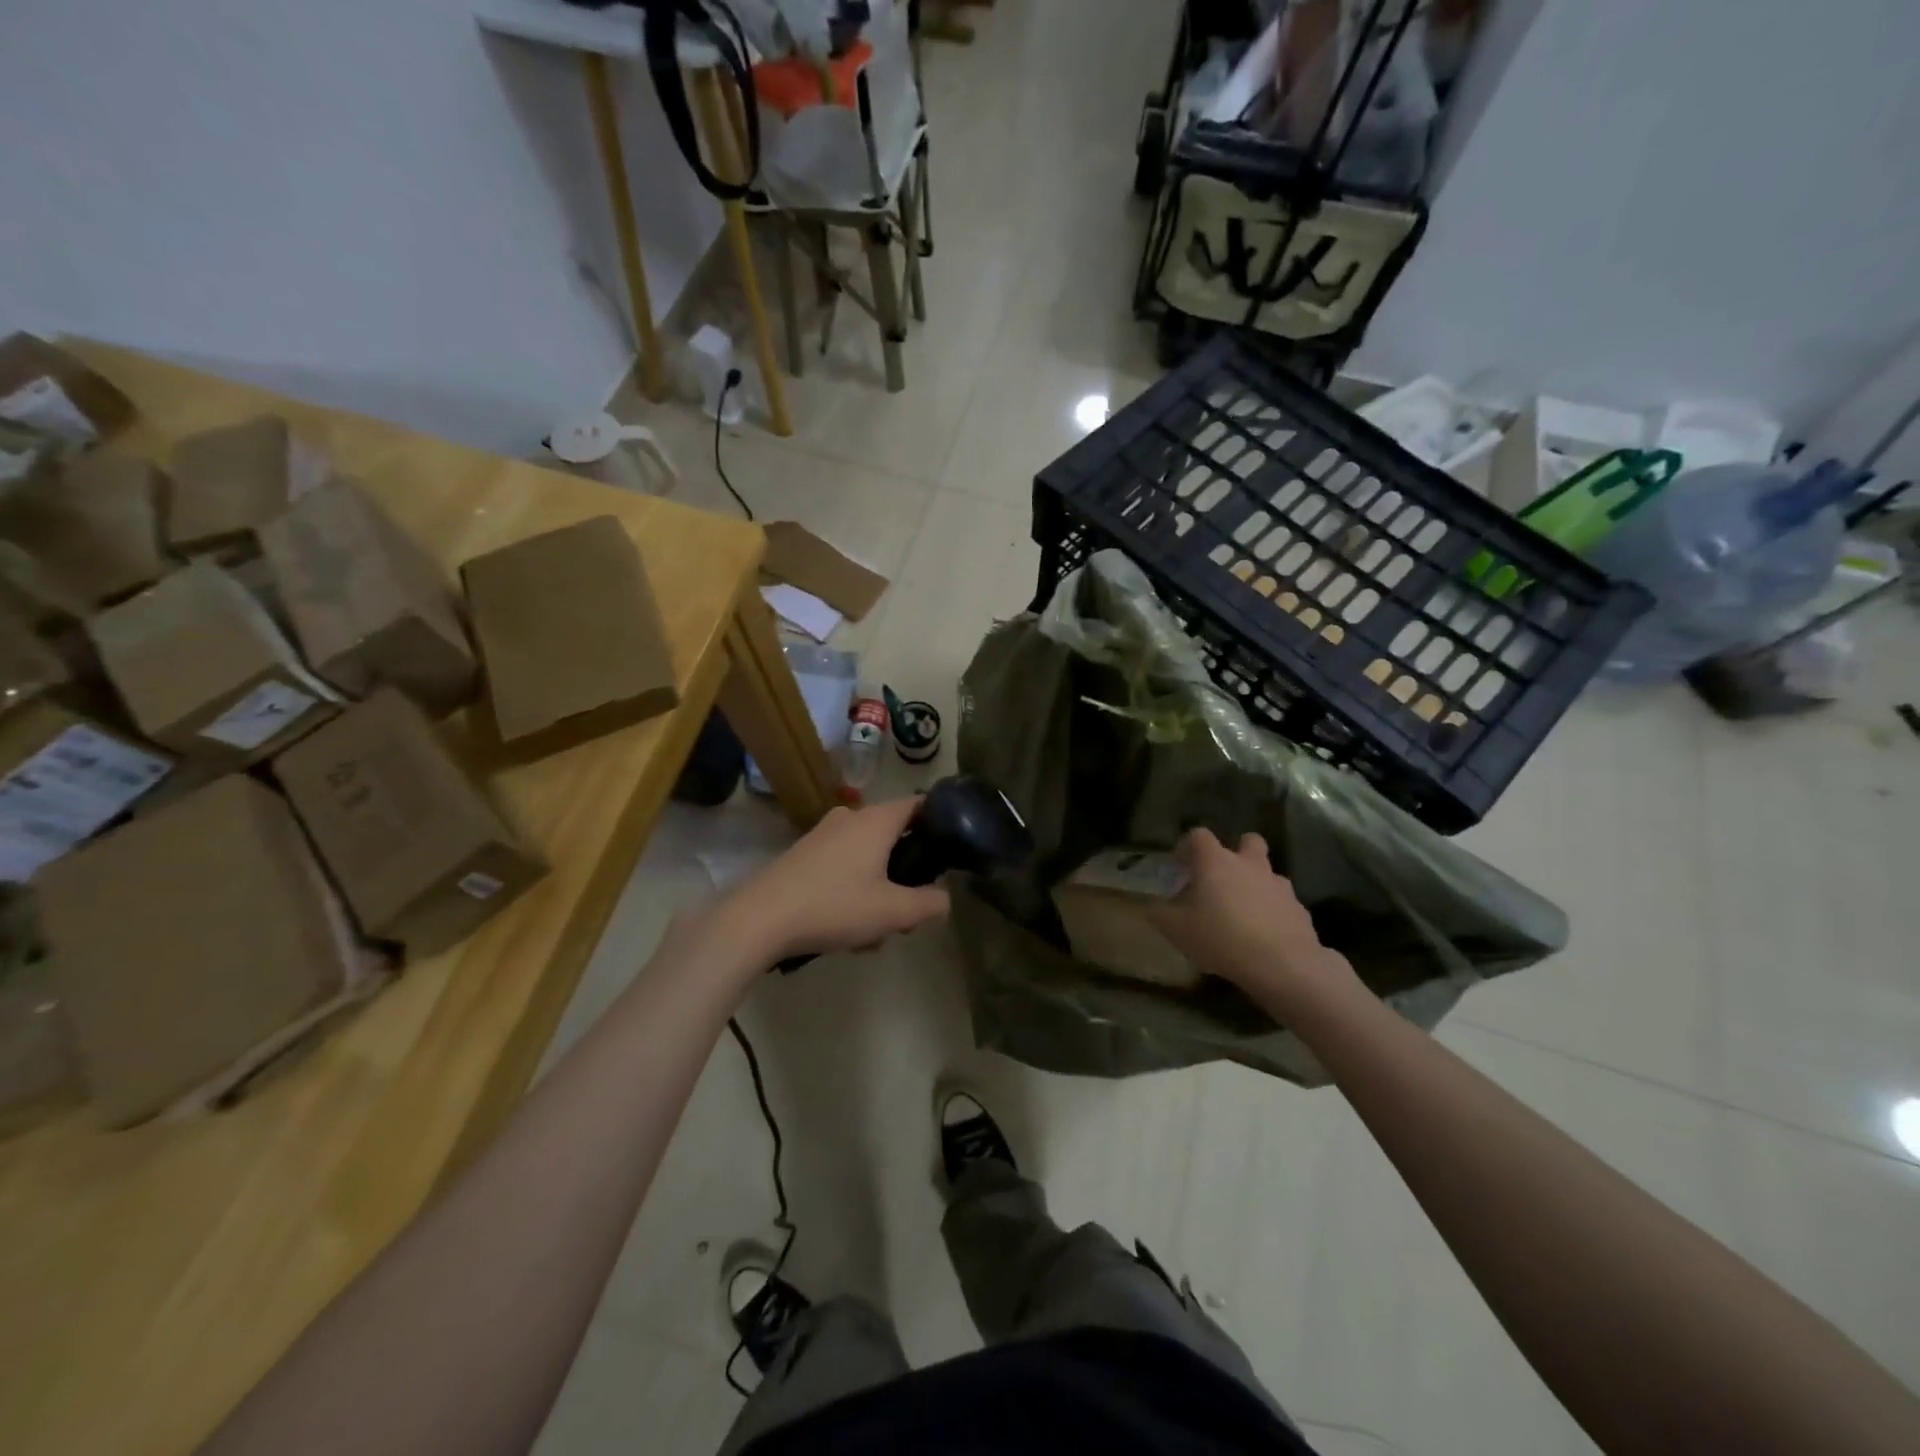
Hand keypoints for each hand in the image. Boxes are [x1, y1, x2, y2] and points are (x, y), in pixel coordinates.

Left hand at [724, 797, 950, 963]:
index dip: (940, 821)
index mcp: (876, 820)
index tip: (952, 847)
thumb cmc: (834, 905)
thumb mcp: (893, 911)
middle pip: (893, 834)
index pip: (919, 804)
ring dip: (879, 887)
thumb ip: (929, 904)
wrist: (760, 919)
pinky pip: (843, 865)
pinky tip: (847, 928)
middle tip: (911, 906)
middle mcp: (850, 817)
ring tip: (875, 931)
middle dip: (907, 870)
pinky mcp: (803, 854)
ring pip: (867, 855)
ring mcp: (823, 834)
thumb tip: (945, 898)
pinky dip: (853, 889)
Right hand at [1150, 828, 1359, 1013]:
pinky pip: (1282, 902)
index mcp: (1216, 862)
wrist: (1282, 964)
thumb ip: (1161, 913)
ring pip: (1267, 873)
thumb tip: (1154, 906)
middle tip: (1222, 876)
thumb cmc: (1221, 937)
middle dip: (1236, 852)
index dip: (1187, 846)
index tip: (1180, 865)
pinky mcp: (1299, 909)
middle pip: (1248, 841)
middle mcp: (1249, 865)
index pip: (1199, 835)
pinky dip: (1272, 911)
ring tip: (1242, 911)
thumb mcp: (1177, 929)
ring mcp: (1279, 885)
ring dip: (1255, 884)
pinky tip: (1263, 935)